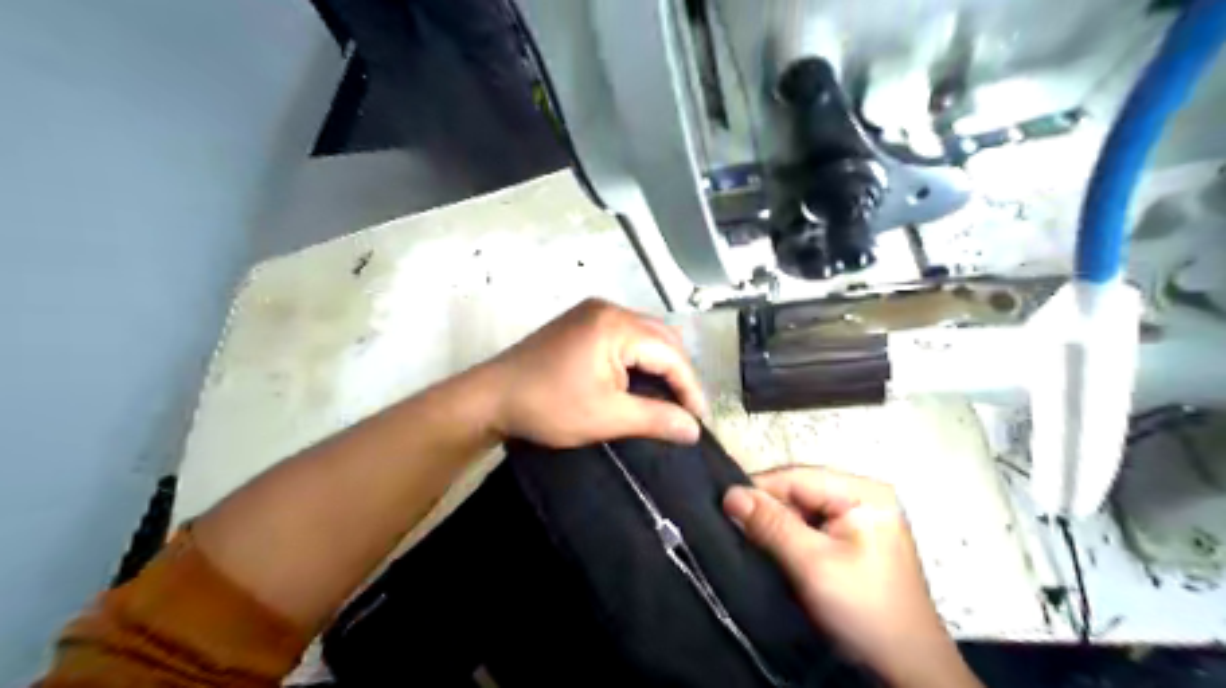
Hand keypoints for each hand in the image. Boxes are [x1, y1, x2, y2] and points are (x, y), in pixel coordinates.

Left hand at [482, 297, 704, 447]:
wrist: (489, 398)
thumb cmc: (547, 407)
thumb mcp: (606, 417)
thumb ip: (656, 419)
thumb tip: (694, 430)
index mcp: (616, 325)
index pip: (670, 353)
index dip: (689, 387)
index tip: (698, 420)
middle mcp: (608, 309)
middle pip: (661, 337)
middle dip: (677, 372)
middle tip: (685, 409)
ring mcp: (592, 313)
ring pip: (644, 335)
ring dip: (659, 364)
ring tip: (668, 397)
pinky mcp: (581, 322)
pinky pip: (624, 336)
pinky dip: (638, 358)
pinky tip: (641, 381)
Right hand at [721, 469, 983, 686]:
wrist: (907, 670)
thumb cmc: (864, 610)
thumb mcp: (813, 564)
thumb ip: (771, 525)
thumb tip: (730, 493)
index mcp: (863, 492)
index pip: (797, 477)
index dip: (758, 490)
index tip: (723, 507)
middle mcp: (863, 497)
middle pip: (799, 492)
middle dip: (767, 510)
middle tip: (732, 527)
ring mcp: (860, 519)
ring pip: (802, 510)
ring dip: (776, 525)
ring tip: (747, 539)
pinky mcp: (854, 541)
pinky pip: (811, 528)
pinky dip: (789, 538)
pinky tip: (772, 550)